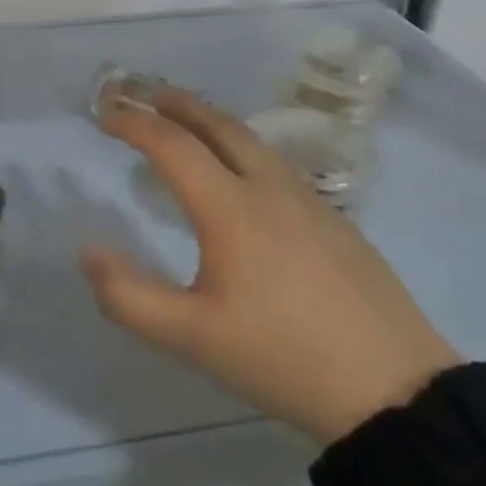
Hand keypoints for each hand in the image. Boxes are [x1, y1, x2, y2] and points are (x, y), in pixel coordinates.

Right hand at [81, 84, 460, 444]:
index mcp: (230, 208)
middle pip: (217, 125)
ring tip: (188, 126)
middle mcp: (269, 188)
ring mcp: (309, 201)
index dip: (133, 123)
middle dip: (176, 103)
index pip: (172, 145)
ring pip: (252, 141)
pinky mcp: (336, 221)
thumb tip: (89, 252)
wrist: (396, 390)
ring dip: (211, 122)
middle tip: (145, 95)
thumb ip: (129, 297)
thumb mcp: (192, 339)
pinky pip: (276, 164)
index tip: (104, 115)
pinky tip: (243, 177)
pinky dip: (242, 149)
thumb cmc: (283, 358)